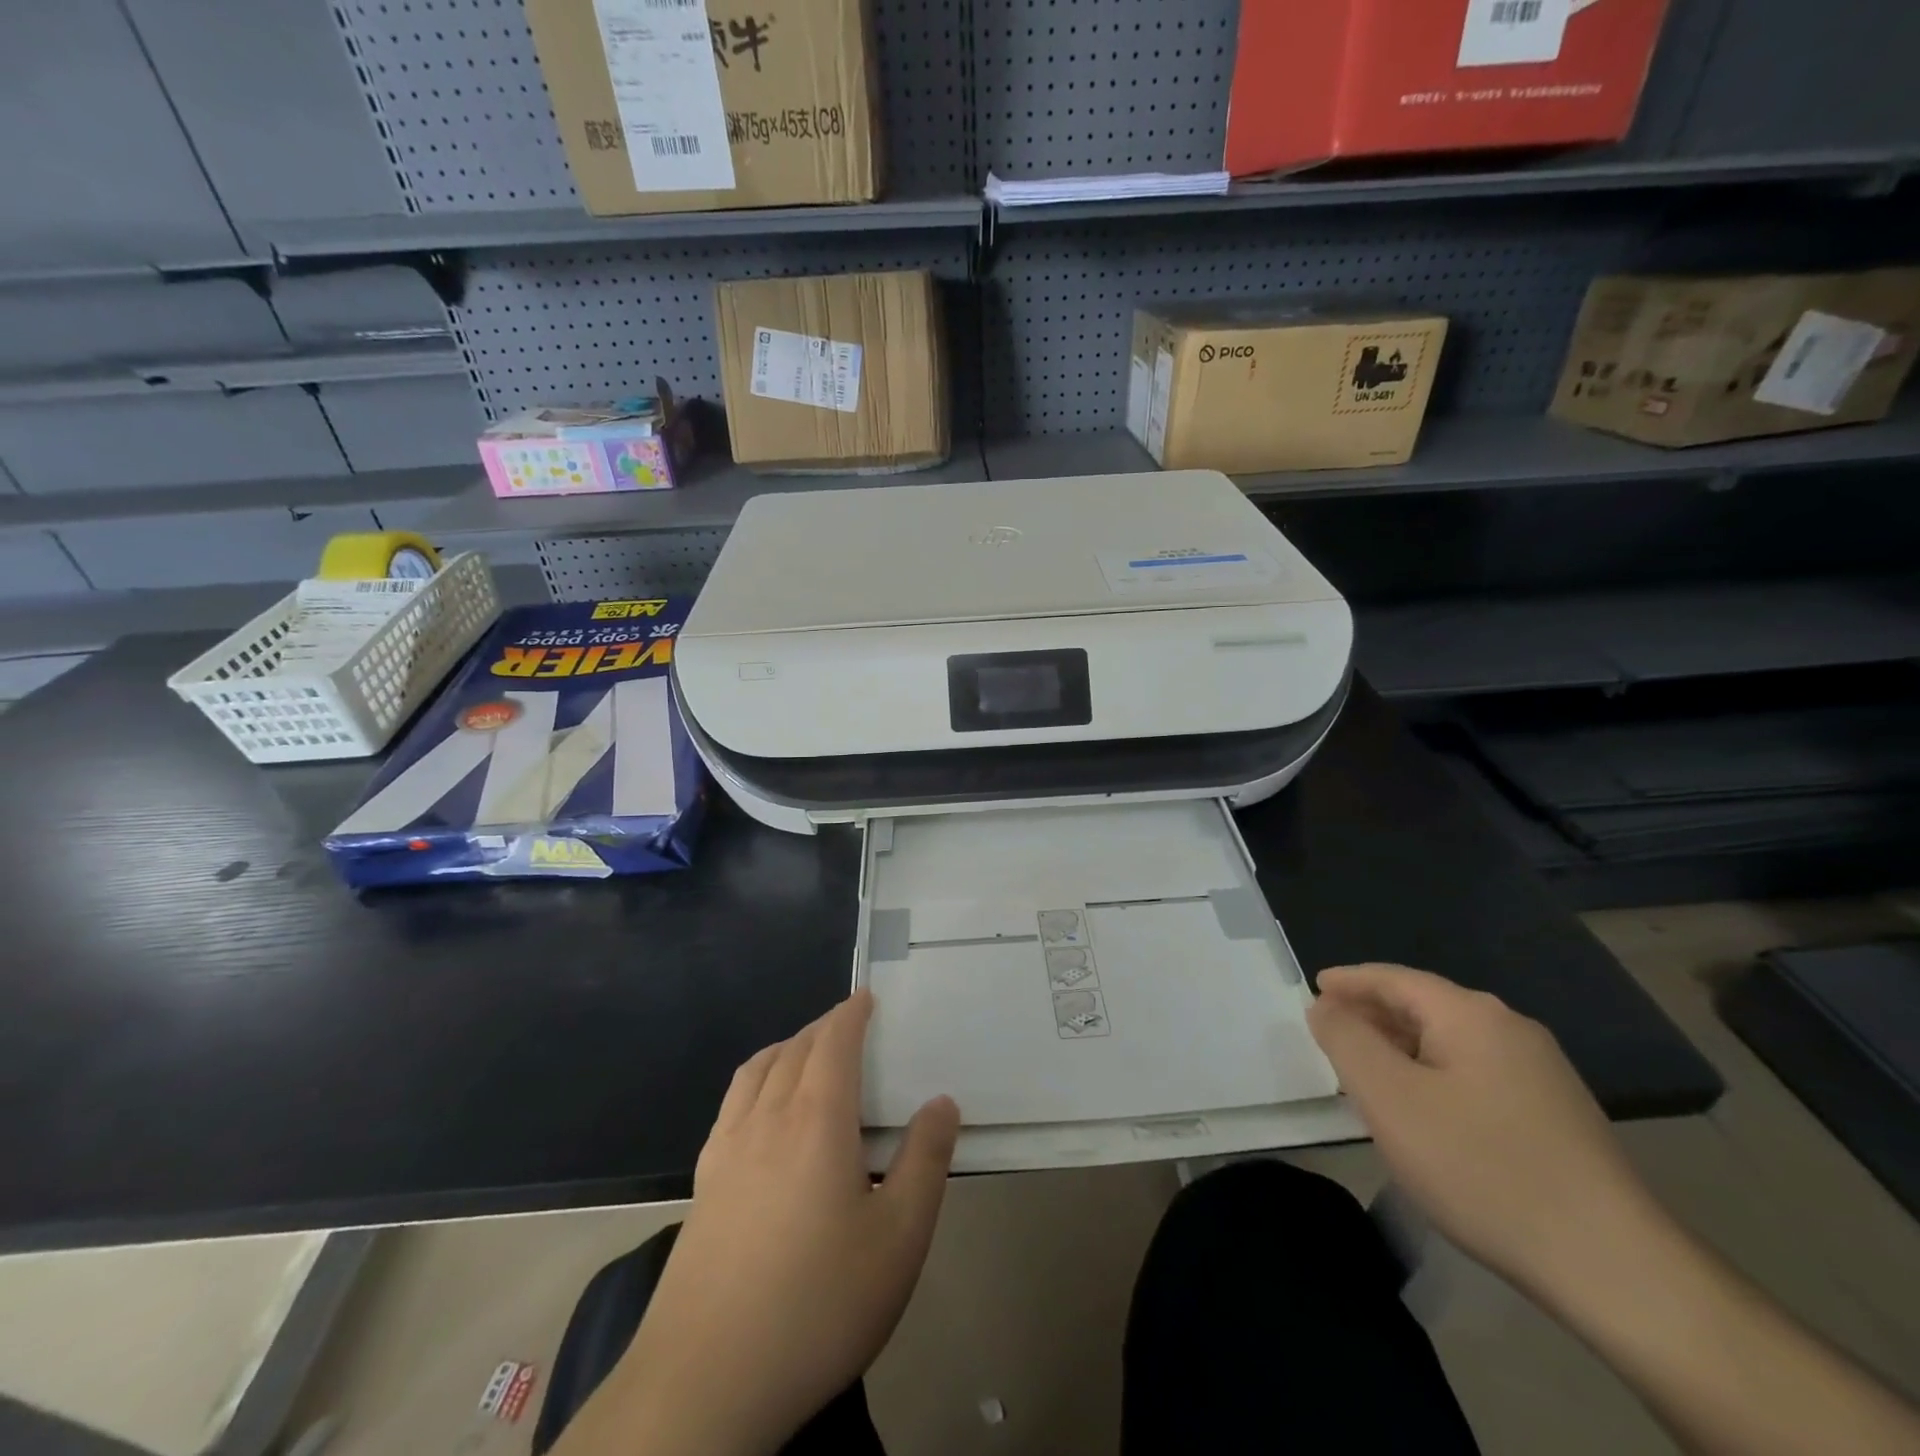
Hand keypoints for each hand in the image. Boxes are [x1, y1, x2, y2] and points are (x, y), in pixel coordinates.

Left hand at [580, 991, 958, 1455]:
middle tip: (849, 1024)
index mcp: (816, 1119)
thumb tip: (941, 1102)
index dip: (851, 1013)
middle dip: (824, 1027)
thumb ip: (925, 1162)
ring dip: (787, 1047)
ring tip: (808, 1052)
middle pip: (794, 1049)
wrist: (706, 1383)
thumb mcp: (898, 1240)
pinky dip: (755, 1080)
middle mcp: (766, 1118)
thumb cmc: (817, 1304)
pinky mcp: (703, 1184)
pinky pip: (732, 1104)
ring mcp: (726, 1150)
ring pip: (757, 1070)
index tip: (867, 997)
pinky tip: (762, 1110)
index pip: (833, 1042)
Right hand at [1307, 963, 1659, 1300]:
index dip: (1349, 981)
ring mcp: (1542, 1074)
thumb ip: (1347, 1040)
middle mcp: (1511, 1030)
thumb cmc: (1481, 1167)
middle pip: (1425, 1006)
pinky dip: (1434, 1075)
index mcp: (1472, 1015)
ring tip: (1367, 1071)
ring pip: (1451, 1042)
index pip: (1395, 979)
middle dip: (1373, 1014)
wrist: (1613, 1267)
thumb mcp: (1390, 1098)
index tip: (1314, 988)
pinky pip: (1476, 1073)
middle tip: (1331, 1032)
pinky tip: (1424, 1110)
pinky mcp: (1558, 1115)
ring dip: (1403, 1047)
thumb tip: (1326, 1006)